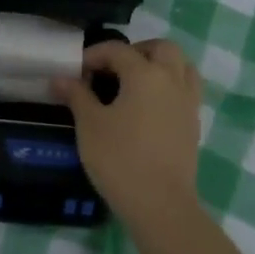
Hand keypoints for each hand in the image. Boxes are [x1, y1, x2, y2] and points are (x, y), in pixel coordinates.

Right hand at [52, 39, 201, 219]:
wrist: (160, 205)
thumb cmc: (120, 160)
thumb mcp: (90, 125)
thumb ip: (77, 95)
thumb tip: (60, 78)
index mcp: (145, 74)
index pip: (117, 50)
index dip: (94, 55)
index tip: (77, 71)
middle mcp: (172, 80)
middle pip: (161, 48)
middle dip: (136, 51)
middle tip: (113, 69)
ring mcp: (188, 101)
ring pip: (181, 66)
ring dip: (159, 65)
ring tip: (135, 83)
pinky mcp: (194, 123)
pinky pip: (186, 90)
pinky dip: (170, 86)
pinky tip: (150, 107)